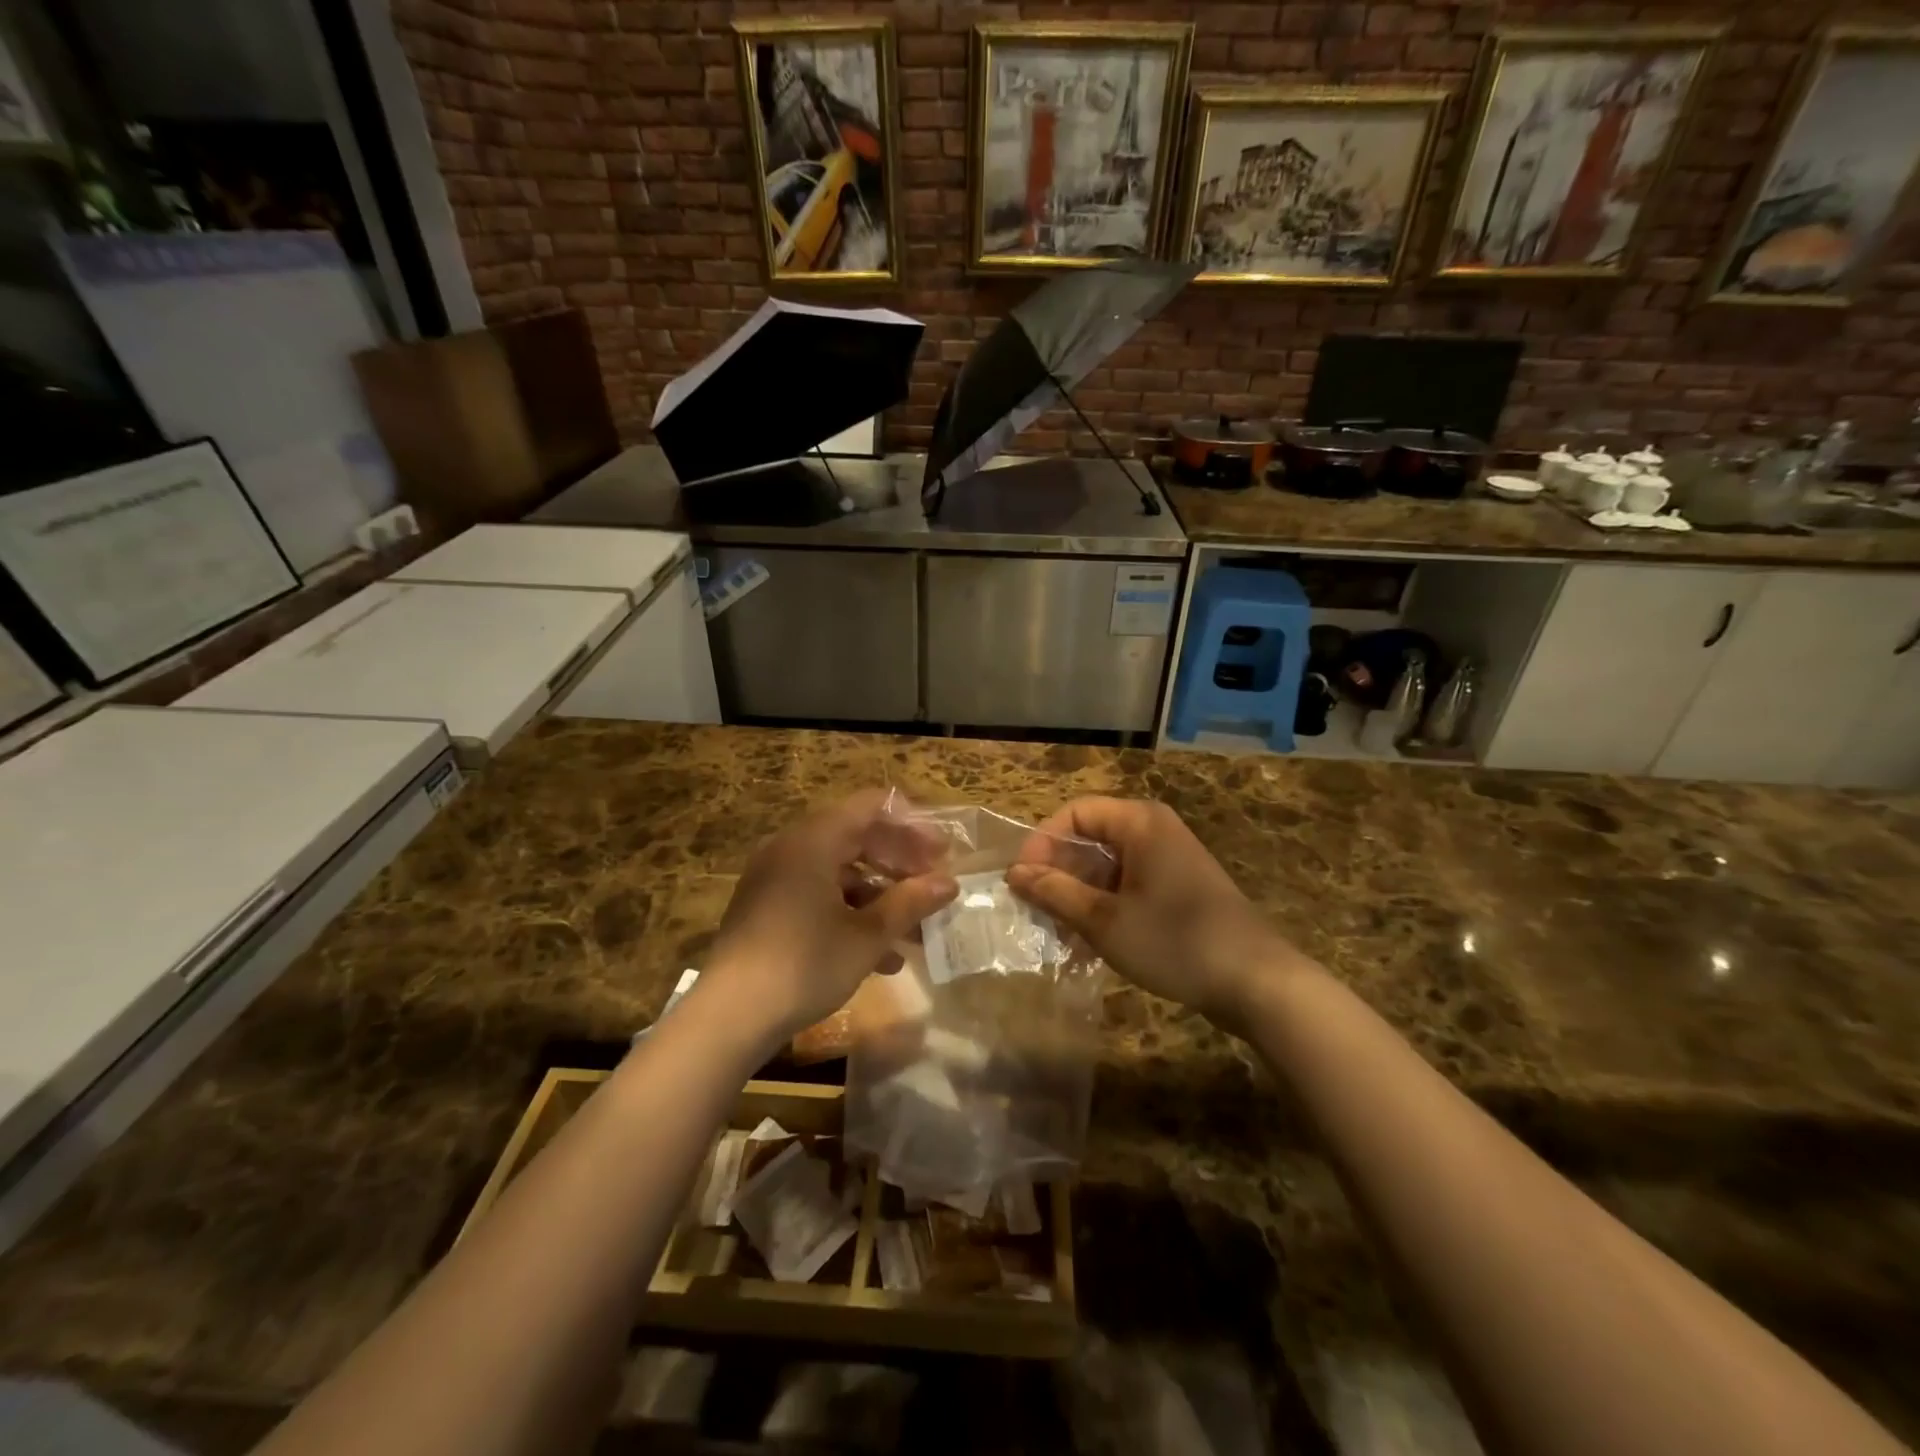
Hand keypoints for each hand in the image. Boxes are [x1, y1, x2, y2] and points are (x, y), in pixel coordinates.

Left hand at [705, 790, 957, 1047]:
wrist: (729, 1017)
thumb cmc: (805, 964)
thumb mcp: (867, 936)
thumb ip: (910, 902)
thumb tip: (949, 882)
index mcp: (813, 840)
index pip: (870, 807)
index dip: (911, 825)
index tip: (941, 852)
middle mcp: (791, 849)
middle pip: (856, 838)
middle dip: (899, 864)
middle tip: (933, 887)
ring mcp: (776, 880)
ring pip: (840, 873)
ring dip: (880, 897)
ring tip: (916, 931)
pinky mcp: (768, 910)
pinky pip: (818, 897)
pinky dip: (851, 915)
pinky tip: (882, 958)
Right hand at [1005, 797, 1295, 1029]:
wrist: (1256, 982)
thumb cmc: (1175, 941)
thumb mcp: (1105, 920)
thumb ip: (1055, 892)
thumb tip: (1015, 873)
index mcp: (1140, 822)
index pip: (1075, 813)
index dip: (1042, 842)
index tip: (1023, 881)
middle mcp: (1155, 830)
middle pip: (1091, 838)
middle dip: (1059, 873)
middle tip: (1036, 911)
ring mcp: (1170, 860)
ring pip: (1108, 866)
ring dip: (1079, 895)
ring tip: (1059, 934)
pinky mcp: (1179, 888)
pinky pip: (1129, 884)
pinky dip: (1105, 906)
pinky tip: (1089, 942)